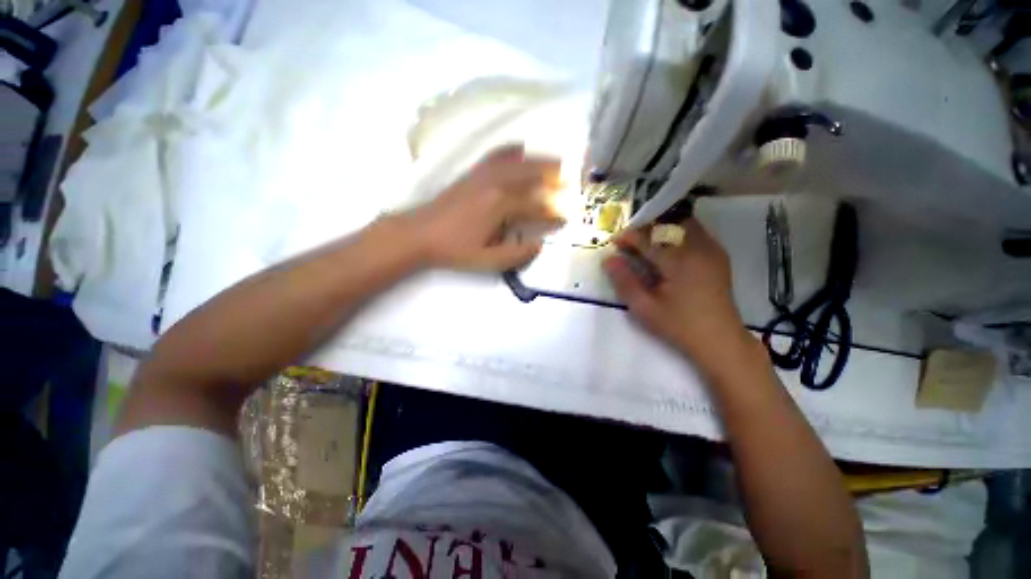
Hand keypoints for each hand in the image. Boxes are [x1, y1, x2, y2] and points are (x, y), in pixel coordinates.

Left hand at [399, 145, 562, 271]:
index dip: (554, 213)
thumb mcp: (488, 260)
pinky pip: (497, 154)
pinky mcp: (473, 172)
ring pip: (519, 160)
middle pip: (533, 173)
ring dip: (541, 160)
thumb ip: (517, 254)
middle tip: (573, 181)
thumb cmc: (455, 249)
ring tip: (558, 162)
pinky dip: (514, 150)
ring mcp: (483, 174)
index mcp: (501, 205)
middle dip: (556, 176)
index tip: (567, 218)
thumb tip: (539, 245)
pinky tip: (522, 149)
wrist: (419, 233)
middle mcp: (496, 183)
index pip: (537, 206)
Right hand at [603, 219, 755, 372]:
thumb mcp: (644, 308)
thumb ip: (624, 281)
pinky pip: (695, 232)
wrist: (719, 339)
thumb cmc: (678, 325)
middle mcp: (699, 248)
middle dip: (644, 229)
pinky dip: (676, 234)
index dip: (628, 236)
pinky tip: (667, 251)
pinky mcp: (717, 255)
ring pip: (683, 224)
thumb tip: (608, 259)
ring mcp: (712, 250)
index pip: (648, 238)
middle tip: (629, 243)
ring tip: (646, 244)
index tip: (613, 241)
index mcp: (679, 261)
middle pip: (667, 224)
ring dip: (661, 229)